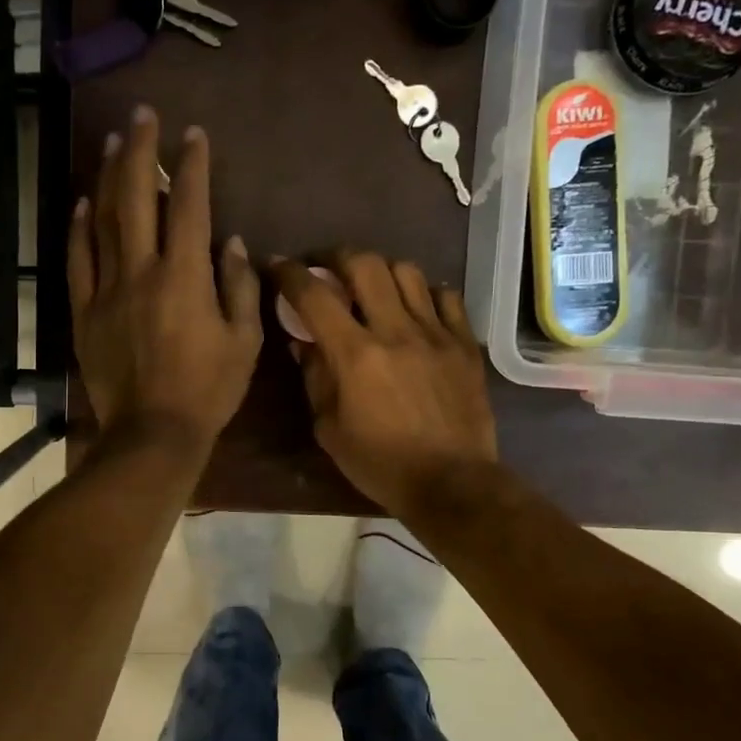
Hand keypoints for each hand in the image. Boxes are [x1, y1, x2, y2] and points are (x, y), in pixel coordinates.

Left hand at [68, 106, 261, 453]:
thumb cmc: (208, 390)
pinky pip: (77, 260)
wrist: (152, 434)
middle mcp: (142, 271)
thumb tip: (231, 242)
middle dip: (142, 151)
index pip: (190, 206)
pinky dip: (79, 228)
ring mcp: (107, 289)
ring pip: (103, 220)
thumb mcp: (244, 341)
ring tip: (114, 143)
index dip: (192, 165)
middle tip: (143, 115)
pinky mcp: (84, 311)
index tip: (193, 134)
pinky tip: (83, 202)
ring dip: (109, 177)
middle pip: (138, 197)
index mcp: (185, 277)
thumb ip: (239, 286)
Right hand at [271, 251, 497, 514]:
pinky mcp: (464, 343)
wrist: (452, 483)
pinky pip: (445, 296)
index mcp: (355, 355)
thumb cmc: (380, 463)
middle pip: (364, 264)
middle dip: (336, 257)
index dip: (289, 274)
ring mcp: (436, 333)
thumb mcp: (329, 428)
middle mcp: (395, 331)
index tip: (277, 266)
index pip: (314, 295)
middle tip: (326, 270)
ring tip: (371, 287)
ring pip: (406, 272)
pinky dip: (423, 293)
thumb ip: (314, 377)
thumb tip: (303, 341)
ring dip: (380, 271)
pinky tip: (414, 309)